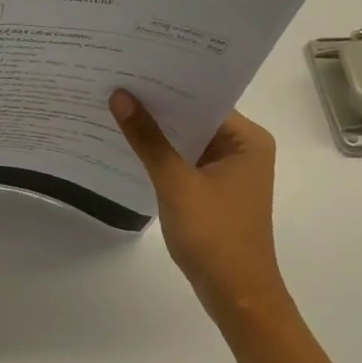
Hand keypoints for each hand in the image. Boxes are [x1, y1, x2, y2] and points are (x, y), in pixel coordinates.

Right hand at [109, 93, 286, 312]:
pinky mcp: (214, 188)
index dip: (167, 83)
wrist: (236, 297)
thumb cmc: (214, 235)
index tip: (130, 65)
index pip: (203, 97)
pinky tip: (129, 143)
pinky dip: (161, 153)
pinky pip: (184, 159)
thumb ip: (147, 138)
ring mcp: (228, 170)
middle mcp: (242, 148)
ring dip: (157, 130)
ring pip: (186, 138)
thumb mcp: (175, 182)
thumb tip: (120, 95)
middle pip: (194, 115)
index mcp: (247, 139)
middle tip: (115, 80)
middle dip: (157, 104)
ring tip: (115, 105)